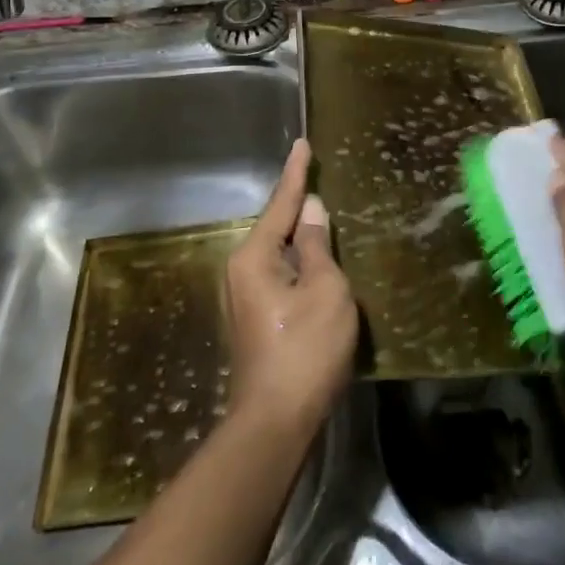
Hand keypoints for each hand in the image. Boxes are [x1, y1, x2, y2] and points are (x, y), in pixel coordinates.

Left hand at [223, 138, 357, 439]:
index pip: (280, 204)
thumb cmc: (305, 349)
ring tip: (320, 212)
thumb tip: (311, 209)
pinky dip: (297, 260)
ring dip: (298, 235)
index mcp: (253, 257)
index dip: (295, 173)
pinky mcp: (254, 318)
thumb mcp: (324, 290)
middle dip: (296, 204)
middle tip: (315, 175)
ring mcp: (243, 297)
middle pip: (274, 227)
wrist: (275, 421)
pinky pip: (278, 273)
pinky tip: (314, 259)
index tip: (301, 143)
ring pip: (276, 252)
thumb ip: (317, 246)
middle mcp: (240, 271)